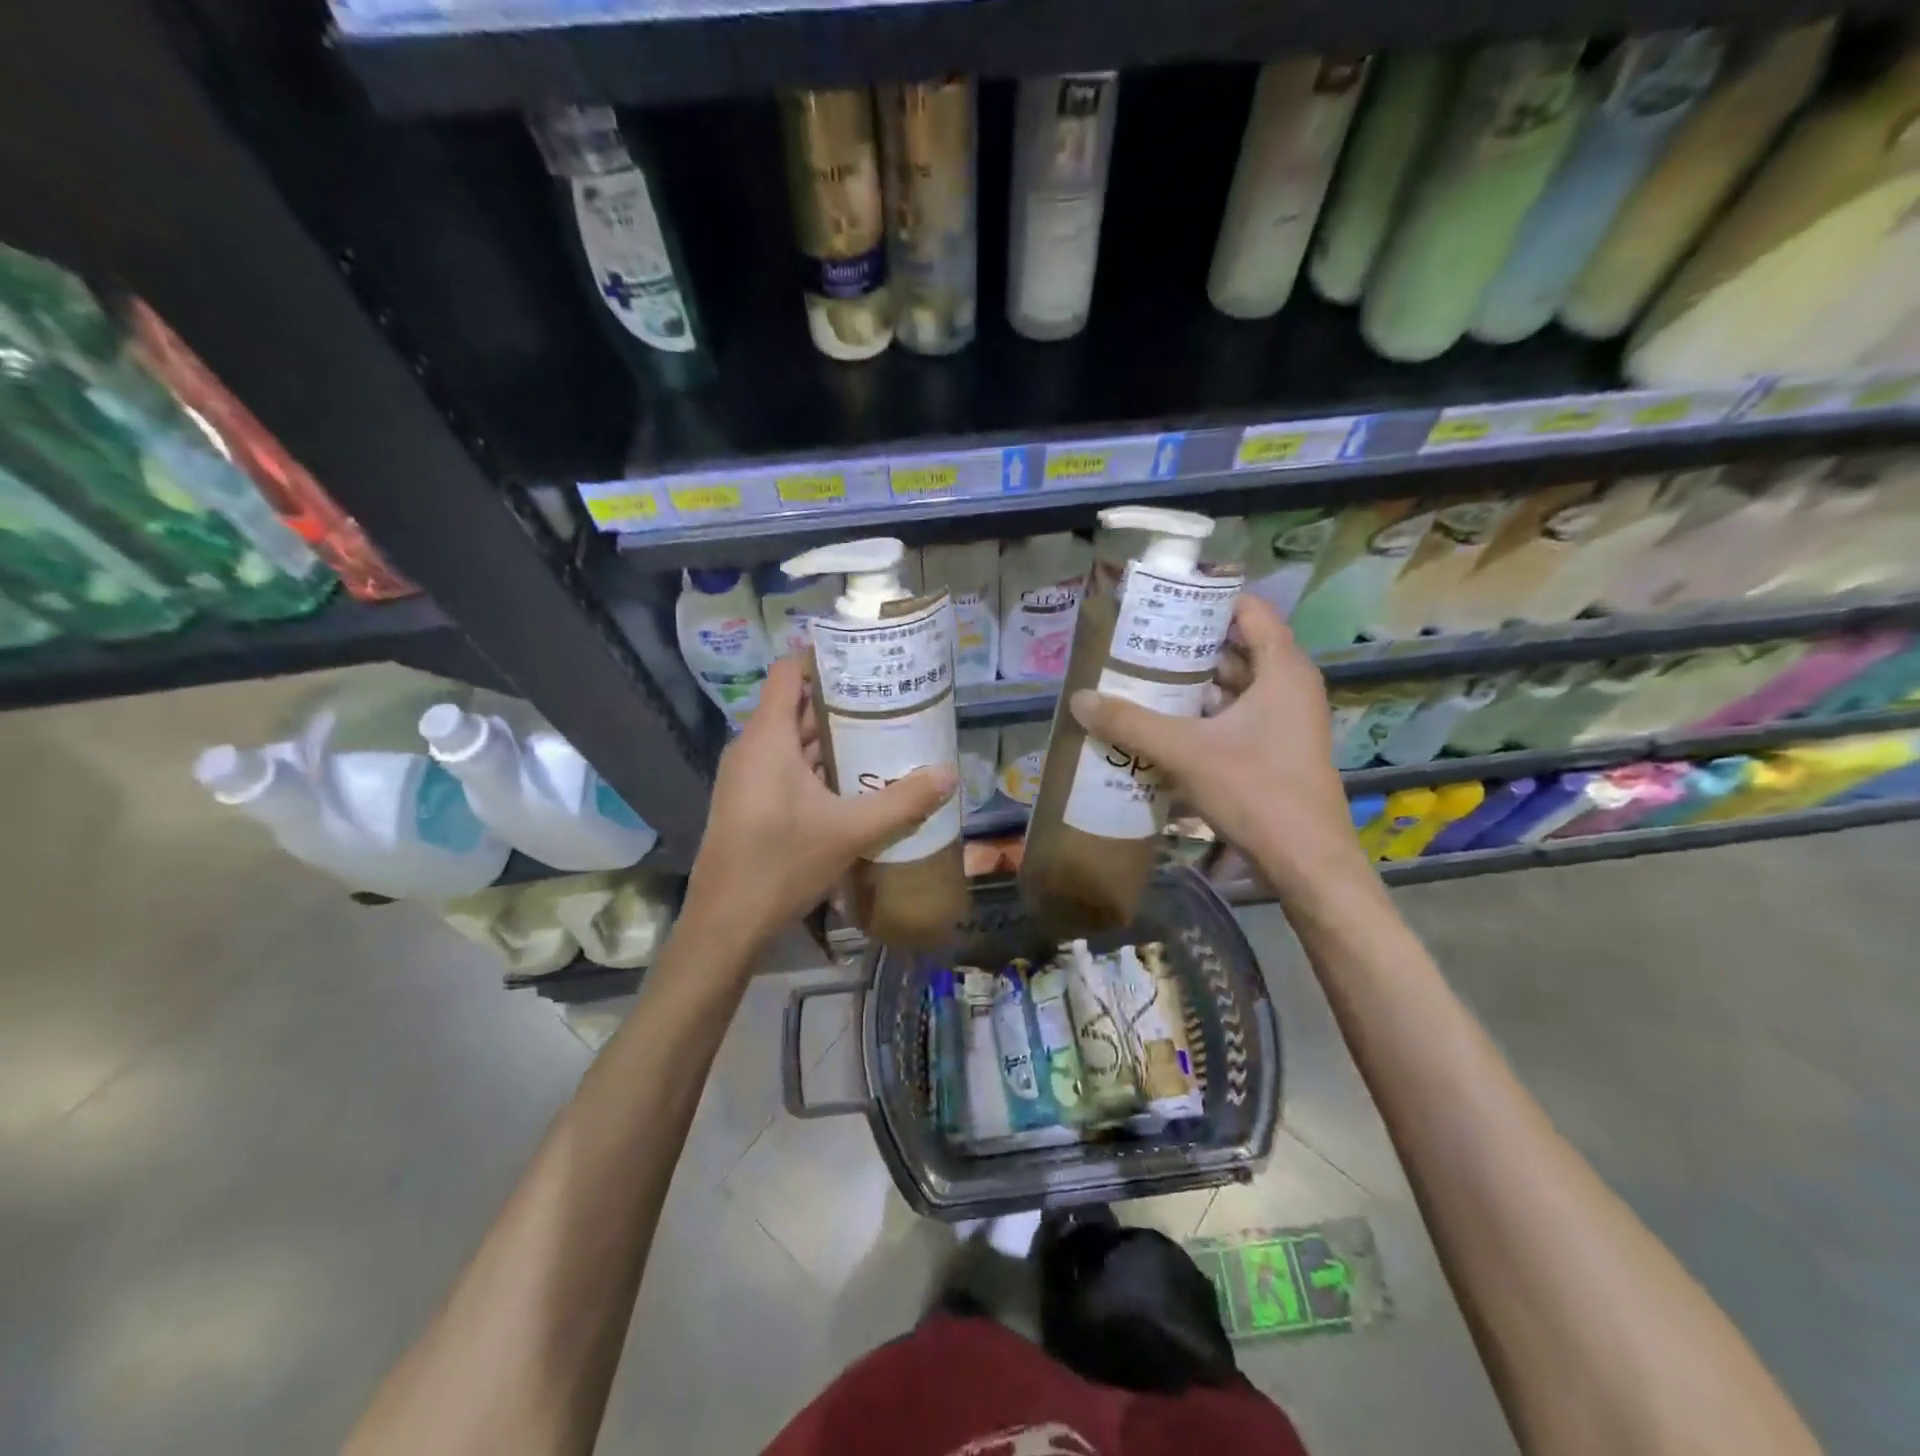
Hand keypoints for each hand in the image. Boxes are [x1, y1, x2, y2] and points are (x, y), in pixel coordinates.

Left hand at [684, 656, 957, 948]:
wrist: (725, 924)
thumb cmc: (782, 864)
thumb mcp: (850, 831)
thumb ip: (902, 801)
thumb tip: (950, 775)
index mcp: (767, 739)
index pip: (788, 673)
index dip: (822, 659)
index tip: (864, 659)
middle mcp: (752, 749)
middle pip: (795, 707)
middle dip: (841, 703)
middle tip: (889, 702)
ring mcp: (746, 779)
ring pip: (792, 743)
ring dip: (832, 739)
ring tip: (880, 737)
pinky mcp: (748, 804)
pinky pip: (785, 769)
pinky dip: (817, 767)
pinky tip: (854, 783)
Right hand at [1068, 593, 1368, 898]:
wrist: (1306, 863)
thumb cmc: (1257, 792)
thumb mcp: (1186, 752)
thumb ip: (1131, 724)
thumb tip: (1079, 700)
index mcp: (1282, 669)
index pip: (1248, 610)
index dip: (1206, 600)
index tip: (1161, 602)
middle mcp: (1288, 687)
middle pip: (1235, 647)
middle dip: (1187, 644)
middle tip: (1137, 642)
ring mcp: (1284, 721)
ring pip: (1232, 686)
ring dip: (1190, 683)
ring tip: (1139, 679)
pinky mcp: (1273, 750)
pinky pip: (1233, 717)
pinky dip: (1201, 715)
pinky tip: (1160, 724)